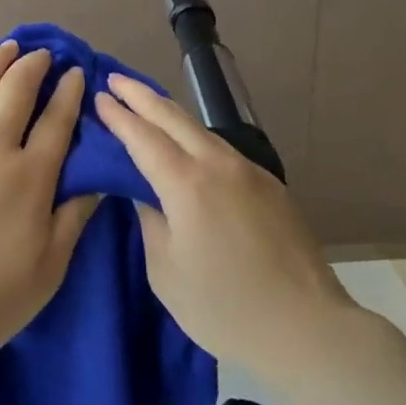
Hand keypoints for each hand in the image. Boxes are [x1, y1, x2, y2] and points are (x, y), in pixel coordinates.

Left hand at [0, 43, 96, 372]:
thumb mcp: (48, 270)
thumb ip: (74, 219)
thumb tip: (99, 181)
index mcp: (29, 178)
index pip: (57, 120)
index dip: (69, 91)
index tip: (76, 72)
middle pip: (15, 90)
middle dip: (33, 65)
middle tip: (41, 54)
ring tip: (5, 48)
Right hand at [95, 73, 356, 377]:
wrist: (305, 326)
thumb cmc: (224, 308)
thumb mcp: (167, 272)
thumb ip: (150, 222)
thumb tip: (145, 193)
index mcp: (187, 185)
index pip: (143, 137)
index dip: (119, 116)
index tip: (99, 96)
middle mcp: (219, 165)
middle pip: (173, 117)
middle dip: (141, 96)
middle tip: (115, 78)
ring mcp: (249, 171)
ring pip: (201, 129)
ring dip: (169, 112)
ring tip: (146, 103)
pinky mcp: (269, 184)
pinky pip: (222, 148)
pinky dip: (195, 136)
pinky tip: (187, 143)